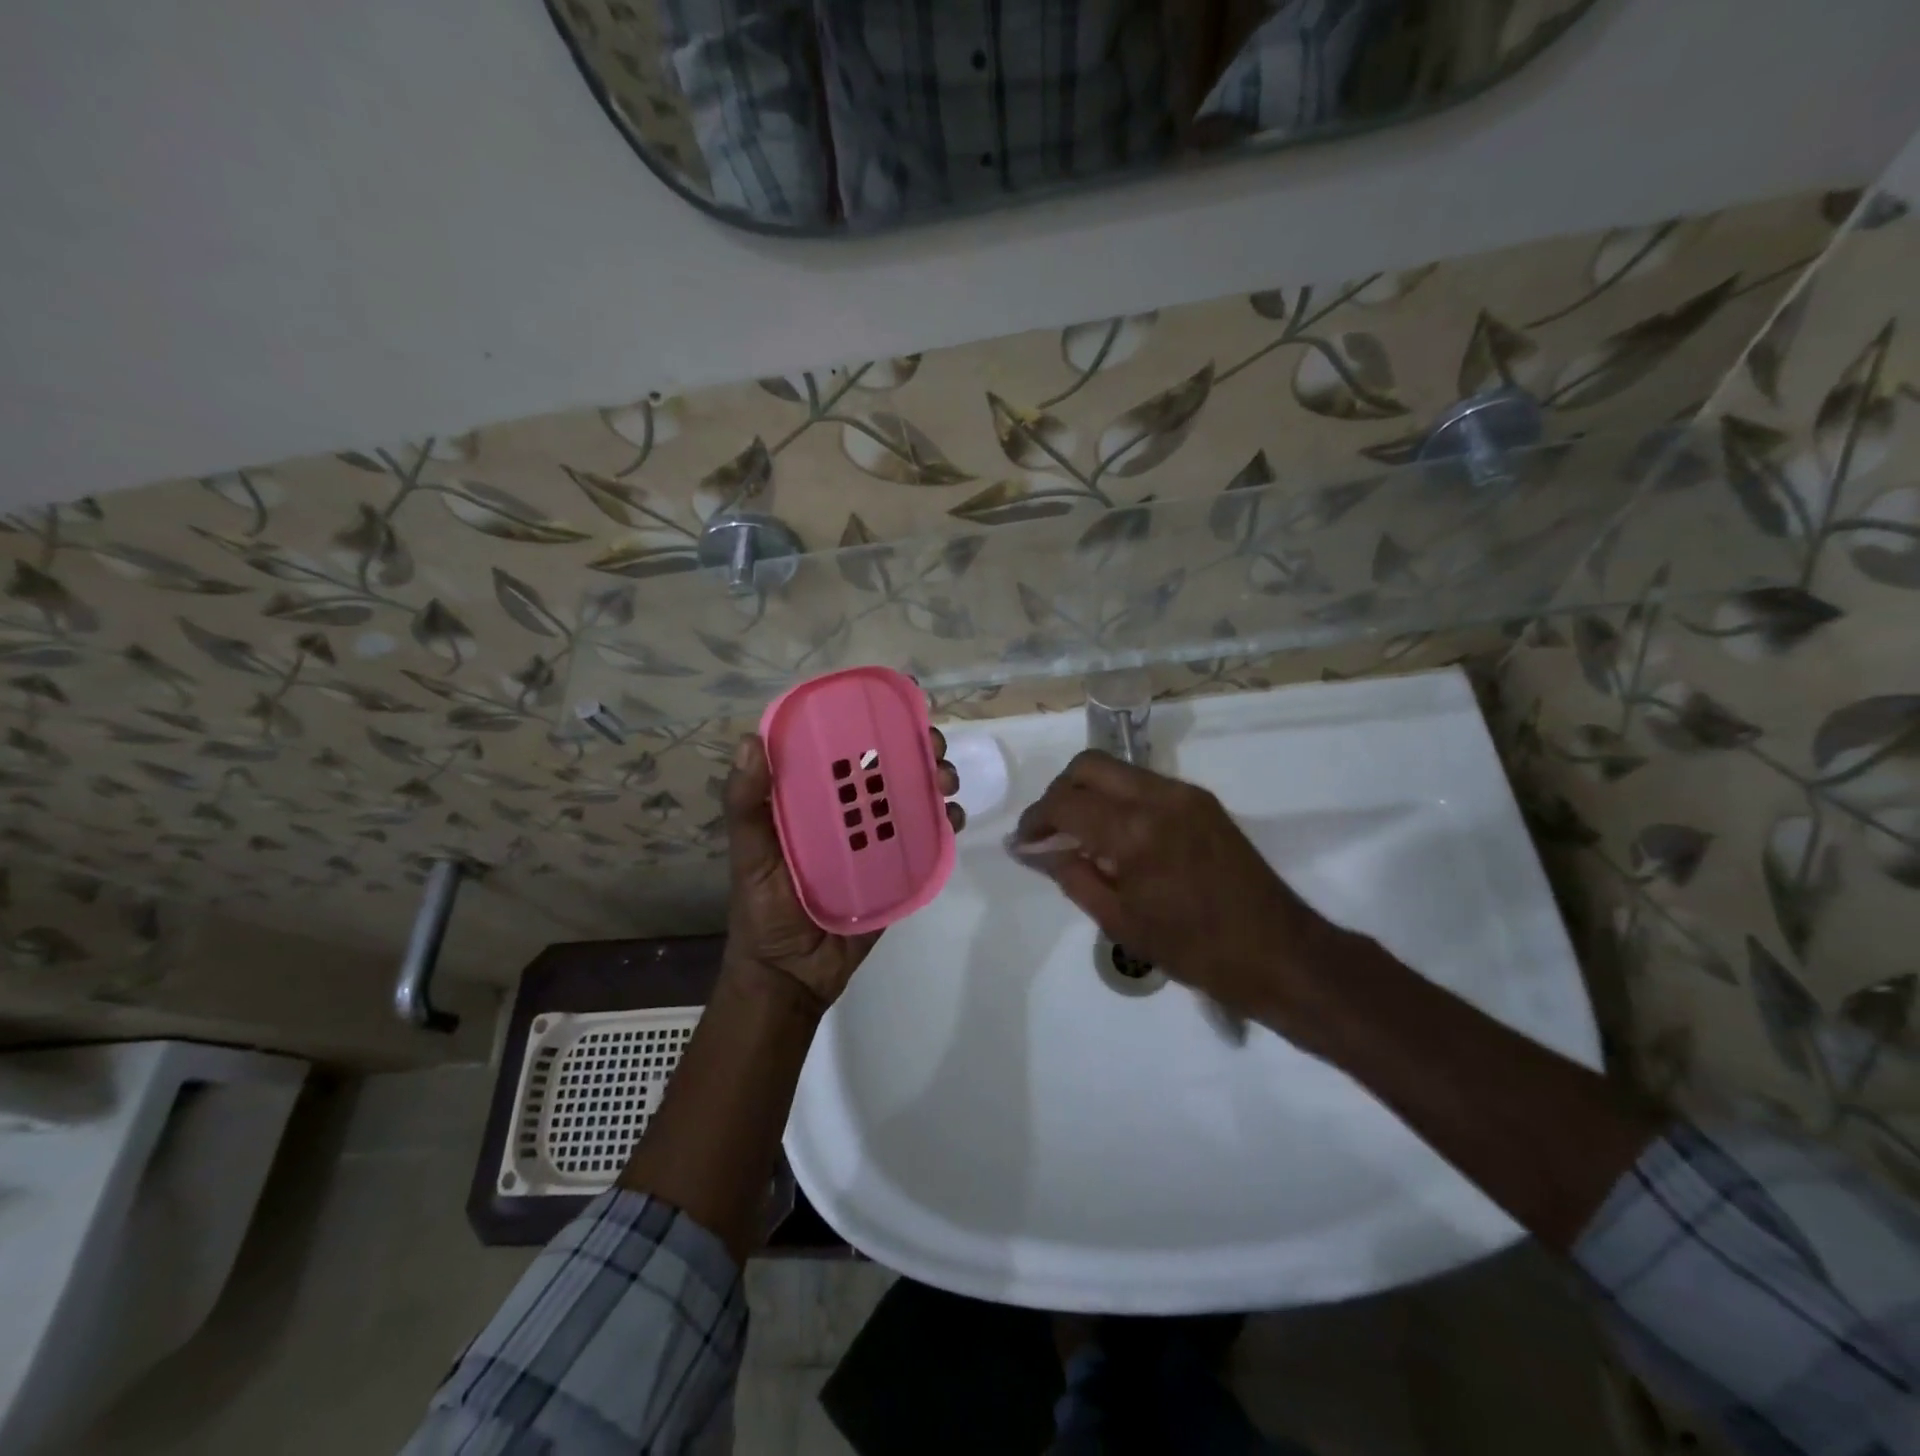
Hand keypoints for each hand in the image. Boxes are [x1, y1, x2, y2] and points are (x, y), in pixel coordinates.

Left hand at [723, 729, 963, 1011]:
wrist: (790, 977)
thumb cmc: (762, 911)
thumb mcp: (748, 855)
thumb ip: (746, 805)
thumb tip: (750, 740)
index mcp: (813, 802)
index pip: (845, 752)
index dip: (872, 726)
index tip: (897, 710)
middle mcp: (848, 815)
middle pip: (889, 770)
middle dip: (918, 751)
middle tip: (933, 749)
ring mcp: (876, 843)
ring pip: (913, 800)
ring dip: (937, 782)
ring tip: (946, 784)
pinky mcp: (898, 871)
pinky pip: (926, 842)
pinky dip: (944, 824)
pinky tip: (952, 819)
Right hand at [1013, 750, 1341, 1030]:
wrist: (1278, 953)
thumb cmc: (1193, 950)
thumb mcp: (1119, 921)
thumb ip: (1071, 875)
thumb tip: (1032, 849)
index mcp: (1134, 831)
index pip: (1065, 803)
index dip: (1035, 820)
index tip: (1024, 843)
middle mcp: (1158, 797)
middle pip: (1088, 765)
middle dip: (1059, 792)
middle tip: (1049, 831)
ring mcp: (1185, 794)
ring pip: (1117, 769)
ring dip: (1089, 792)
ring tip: (1080, 835)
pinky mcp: (1202, 801)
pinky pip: (1144, 784)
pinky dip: (1118, 798)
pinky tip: (1117, 836)